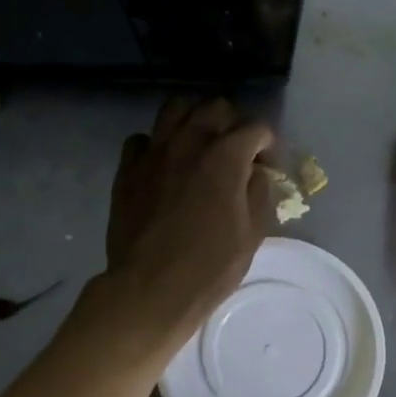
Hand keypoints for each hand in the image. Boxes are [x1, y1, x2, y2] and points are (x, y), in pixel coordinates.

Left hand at [100, 96, 273, 351]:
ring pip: (175, 108)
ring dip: (193, 119)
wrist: (150, 289)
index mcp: (226, 156)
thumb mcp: (252, 233)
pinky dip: (156, 144)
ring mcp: (154, 152)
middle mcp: (189, 142)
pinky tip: (164, 164)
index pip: (256, 128)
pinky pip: (142, 139)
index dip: (267, 144)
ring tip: (199, 143)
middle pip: (215, 107)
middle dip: (232, 123)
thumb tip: (255, 173)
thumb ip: (259, 192)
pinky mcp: (128, 169)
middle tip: (236, 150)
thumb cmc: (210, 266)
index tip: (268, 164)